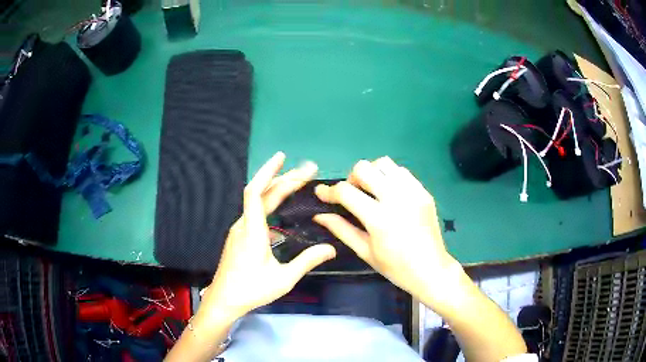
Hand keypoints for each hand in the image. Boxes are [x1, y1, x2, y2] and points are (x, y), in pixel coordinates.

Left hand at [201, 152, 335, 321]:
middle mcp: (243, 225)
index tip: (282, 158)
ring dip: (276, 188)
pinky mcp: (239, 236)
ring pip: (257, 201)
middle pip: (261, 193)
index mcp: (252, 231)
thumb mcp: (283, 279)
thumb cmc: (252, 290)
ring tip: (297, 181)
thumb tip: (331, 249)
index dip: (268, 173)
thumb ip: (307, 261)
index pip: (255, 193)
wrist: (224, 299)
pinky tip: (281, 205)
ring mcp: (239, 229)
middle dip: (284, 178)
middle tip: (308, 170)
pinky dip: (270, 200)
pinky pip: (254, 211)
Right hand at [314, 156, 462, 310]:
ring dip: (371, 174)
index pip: (346, 191)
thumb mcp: (365, 252)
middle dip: (351, 179)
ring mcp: (413, 192)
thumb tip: (319, 215)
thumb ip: (341, 229)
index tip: (321, 193)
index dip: (329, 191)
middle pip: (363, 168)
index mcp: (379, 218)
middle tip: (352, 195)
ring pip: (383, 163)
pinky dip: (389, 176)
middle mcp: (396, 198)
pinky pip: (401, 171)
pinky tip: (389, 193)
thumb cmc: (395, 267)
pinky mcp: (423, 191)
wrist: (431, 269)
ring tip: (371, 191)